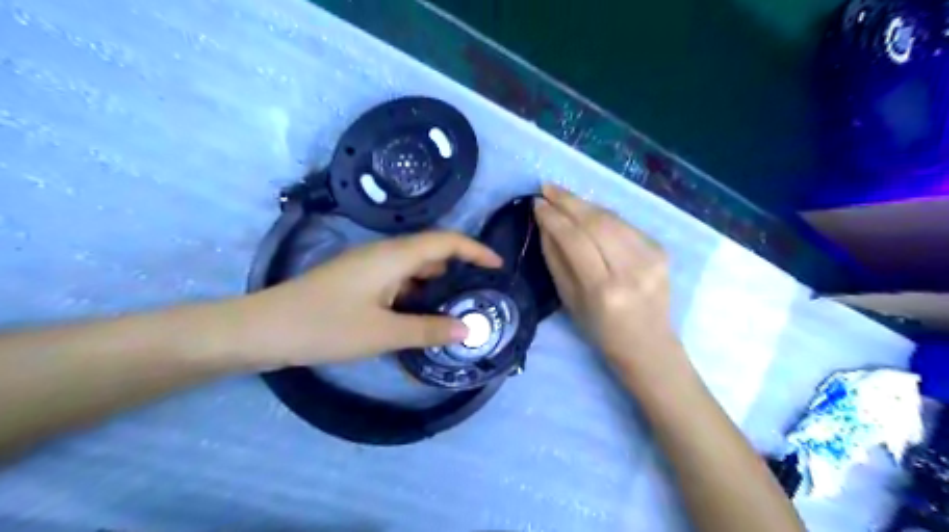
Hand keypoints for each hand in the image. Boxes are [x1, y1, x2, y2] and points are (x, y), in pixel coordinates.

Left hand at [227, 230, 503, 368]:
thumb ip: (428, 330)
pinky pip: (397, 282)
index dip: (475, 250)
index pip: (446, 241)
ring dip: (437, 285)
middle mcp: (383, 254)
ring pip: (414, 269)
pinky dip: (416, 295)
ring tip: (458, 308)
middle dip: (460, 269)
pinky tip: (422, 317)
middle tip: (481, 293)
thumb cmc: (325, 326)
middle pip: (432, 252)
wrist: (263, 330)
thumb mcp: (383, 333)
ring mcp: (368, 268)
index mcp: (393, 256)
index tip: (498, 266)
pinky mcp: (358, 282)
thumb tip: (469, 330)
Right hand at [532, 188, 682, 373]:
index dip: (554, 218)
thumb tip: (545, 224)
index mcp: (604, 289)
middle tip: (547, 188)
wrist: (648, 345)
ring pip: (612, 218)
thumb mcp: (569, 300)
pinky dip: (603, 214)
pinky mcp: (661, 250)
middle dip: (569, 201)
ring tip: (563, 195)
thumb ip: (556, 259)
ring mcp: (651, 257)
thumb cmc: (600, 330)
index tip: (537, 203)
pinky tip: (588, 211)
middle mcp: (631, 269)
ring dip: (585, 203)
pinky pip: (626, 224)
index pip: (575, 240)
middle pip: (597, 222)